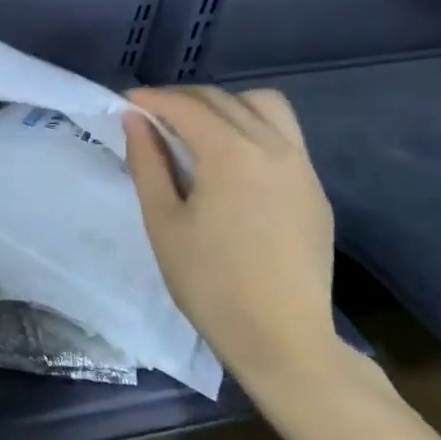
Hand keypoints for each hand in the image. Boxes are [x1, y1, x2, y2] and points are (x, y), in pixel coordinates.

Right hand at [122, 87, 337, 390]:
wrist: (283, 340)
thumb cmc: (209, 282)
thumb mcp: (162, 221)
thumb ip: (147, 162)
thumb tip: (136, 120)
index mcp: (232, 154)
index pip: (186, 107)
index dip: (151, 99)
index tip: (125, 104)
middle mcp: (273, 147)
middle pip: (224, 99)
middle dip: (182, 100)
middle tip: (151, 118)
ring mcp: (301, 167)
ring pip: (264, 107)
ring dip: (226, 106)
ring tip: (198, 131)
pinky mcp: (315, 190)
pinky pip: (284, 136)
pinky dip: (252, 128)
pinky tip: (231, 161)